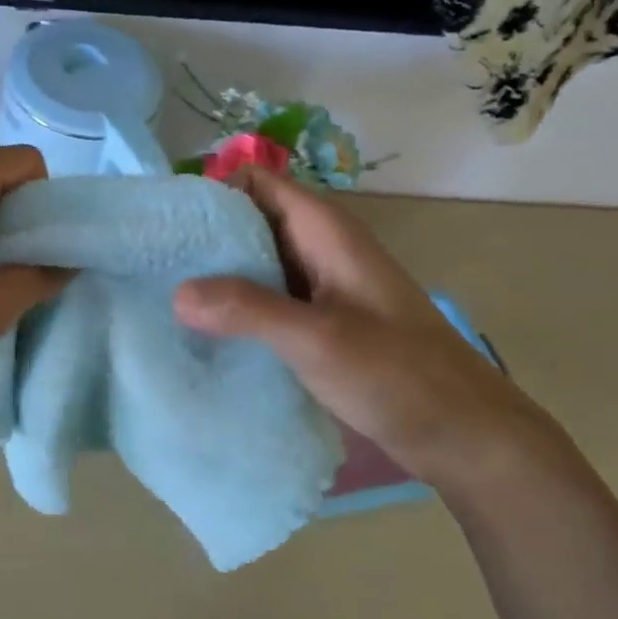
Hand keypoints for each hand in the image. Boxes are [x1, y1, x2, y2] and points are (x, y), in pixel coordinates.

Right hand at [173, 167, 572, 486]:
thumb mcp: (318, 339)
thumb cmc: (399, 375)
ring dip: (216, 277)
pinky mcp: (318, 323)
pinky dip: (234, 308)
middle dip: (204, 238)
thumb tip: (176, 292)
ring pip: (255, 263)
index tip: (166, 225)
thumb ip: (248, 310)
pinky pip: (265, 300)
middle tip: (153, 267)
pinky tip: (203, 333)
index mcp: (325, 231)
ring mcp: (319, 287)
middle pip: (249, 222)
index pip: (256, 183)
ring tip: (164, 298)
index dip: (211, 193)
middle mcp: (319, 248)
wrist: (463, 435)